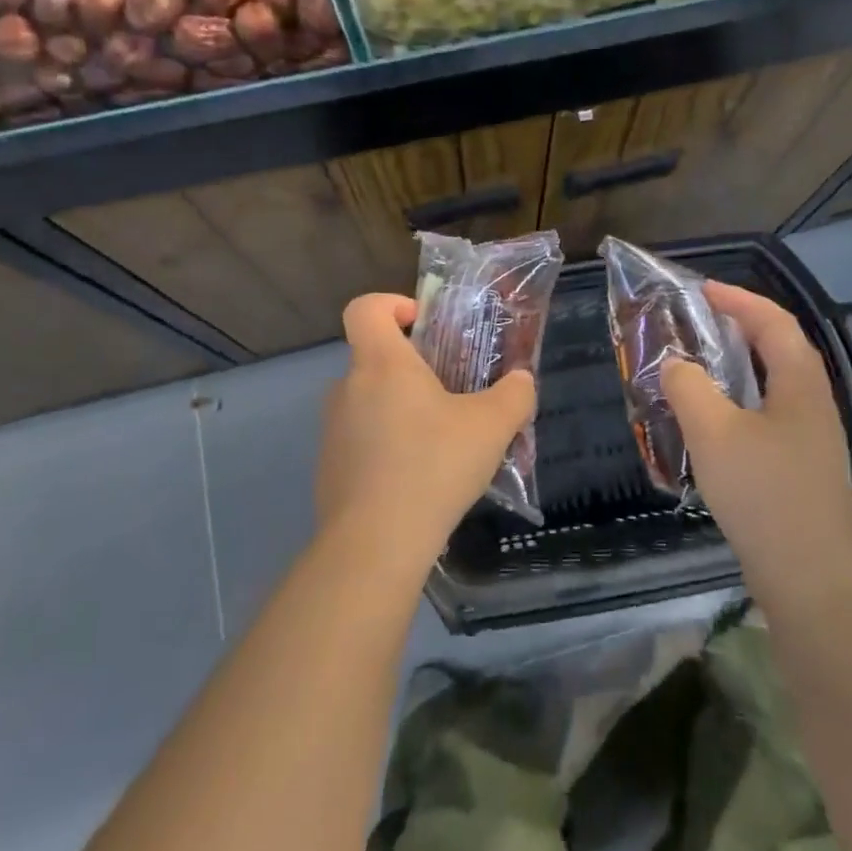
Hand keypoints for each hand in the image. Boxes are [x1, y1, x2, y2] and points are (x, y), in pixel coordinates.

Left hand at [318, 293, 536, 575]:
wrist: (374, 546)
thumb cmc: (433, 466)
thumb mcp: (491, 427)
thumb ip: (514, 395)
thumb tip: (522, 380)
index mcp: (381, 364)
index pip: (366, 308)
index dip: (393, 304)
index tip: (424, 326)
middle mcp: (348, 388)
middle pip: (374, 358)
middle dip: (414, 370)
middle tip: (453, 395)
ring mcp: (333, 431)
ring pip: (370, 402)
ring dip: (403, 411)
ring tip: (443, 444)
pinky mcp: (329, 469)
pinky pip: (362, 441)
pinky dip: (388, 447)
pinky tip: (419, 481)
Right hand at [662, 281, 851, 601]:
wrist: (810, 579)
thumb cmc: (763, 494)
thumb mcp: (713, 433)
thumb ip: (689, 388)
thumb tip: (676, 365)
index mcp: (800, 384)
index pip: (773, 322)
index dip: (739, 300)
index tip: (702, 290)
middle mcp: (814, 403)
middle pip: (780, 347)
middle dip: (742, 325)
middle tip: (700, 319)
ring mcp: (812, 438)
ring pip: (775, 382)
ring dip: (741, 363)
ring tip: (702, 361)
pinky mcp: (803, 467)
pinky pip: (771, 412)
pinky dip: (742, 398)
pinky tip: (716, 419)